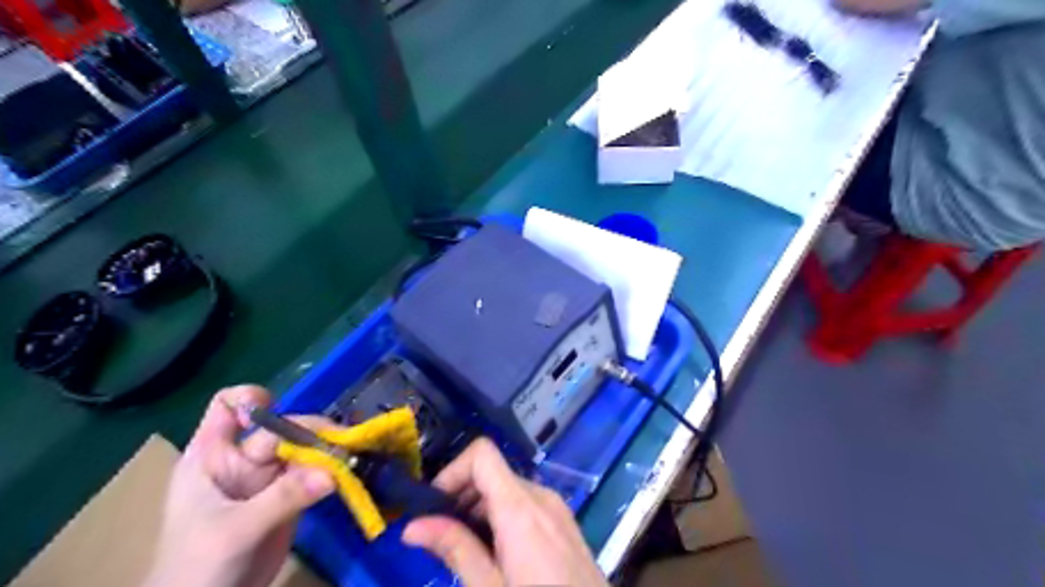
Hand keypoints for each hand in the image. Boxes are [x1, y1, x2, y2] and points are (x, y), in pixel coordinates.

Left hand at [144, 385, 333, 585]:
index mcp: (213, 456)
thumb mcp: (235, 531)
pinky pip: (315, 472)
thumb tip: (333, 472)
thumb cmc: (196, 569)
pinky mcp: (290, 494)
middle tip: (342, 444)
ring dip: (328, 451)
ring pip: (303, 447)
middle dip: (311, 431)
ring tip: (351, 458)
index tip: (278, 411)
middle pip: (282, 427)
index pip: (229, 407)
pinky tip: (349, 474)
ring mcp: (268, 477)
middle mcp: (243, 458)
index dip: (252, 401)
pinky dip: (334, 470)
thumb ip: (283, 498)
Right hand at [403, 437, 608, 586]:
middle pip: (492, 472)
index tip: (433, 508)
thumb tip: (412, 526)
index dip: (452, 472)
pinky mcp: (563, 521)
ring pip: (507, 489)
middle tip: (441, 536)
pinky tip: (497, 554)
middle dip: (461, 497)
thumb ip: (455, 549)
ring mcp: (556, 507)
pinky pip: (525, 503)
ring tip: (468, 550)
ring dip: (480, 509)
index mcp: (520, 506)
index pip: (482, 454)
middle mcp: (540, 495)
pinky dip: (502, 516)